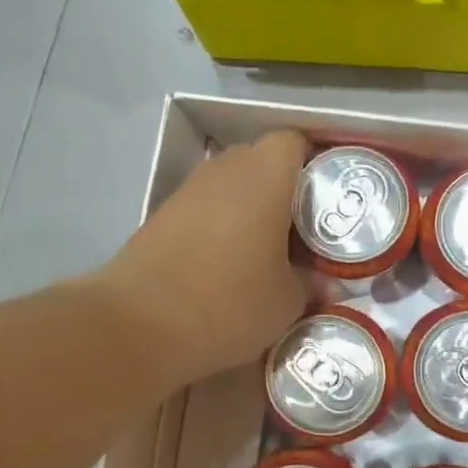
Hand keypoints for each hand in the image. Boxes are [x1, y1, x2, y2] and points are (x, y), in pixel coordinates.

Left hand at [94, 130, 309, 388]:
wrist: (142, 324)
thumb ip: (308, 283)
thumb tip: (317, 283)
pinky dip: (217, 227)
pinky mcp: (160, 217)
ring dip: (246, 209)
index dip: (312, 164)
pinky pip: (202, 209)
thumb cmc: (231, 302)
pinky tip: (224, 265)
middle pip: (259, 161)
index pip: (294, 142)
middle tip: (299, 229)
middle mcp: (223, 170)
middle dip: (281, 189)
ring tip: (263, 250)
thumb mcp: (287, 302)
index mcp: (265, 176)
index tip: (325, 199)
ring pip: (228, 186)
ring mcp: (186, 191)